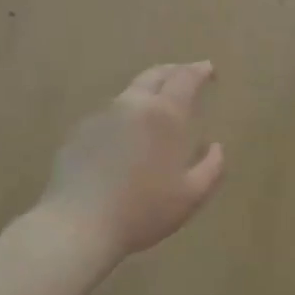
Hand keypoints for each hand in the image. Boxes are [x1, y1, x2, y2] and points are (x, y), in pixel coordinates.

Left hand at [38, 62, 226, 263]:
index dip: (199, 70)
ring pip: (129, 94)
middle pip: (154, 75)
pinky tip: (125, 139)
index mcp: (164, 115)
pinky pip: (108, 116)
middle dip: (174, 71)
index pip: (185, 78)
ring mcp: (101, 116)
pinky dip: (124, 117)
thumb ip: (212, 167)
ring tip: (157, 109)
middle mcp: (132, 105)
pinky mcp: (78, 133)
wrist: (79, 224)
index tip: (209, 70)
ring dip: (147, 94)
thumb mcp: (191, 196)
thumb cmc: (143, 210)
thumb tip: (215, 147)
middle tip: (186, 76)